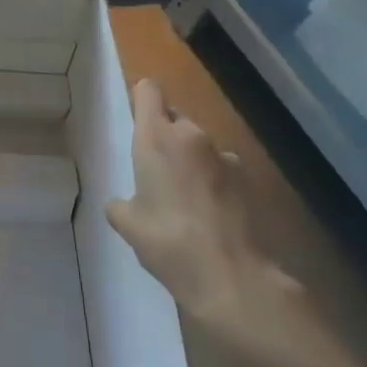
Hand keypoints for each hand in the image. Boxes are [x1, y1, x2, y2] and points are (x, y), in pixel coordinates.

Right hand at [107, 79, 302, 352]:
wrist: (230, 276)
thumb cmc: (167, 240)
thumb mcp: (127, 223)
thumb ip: (120, 204)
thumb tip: (123, 203)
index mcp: (156, 137)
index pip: (149, 90)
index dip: (141, 99)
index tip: (136, 120)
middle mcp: (191, 135)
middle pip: (174, 117)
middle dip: (165, 135)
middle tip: (155, 170)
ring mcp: (223, 156)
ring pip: (199, 144)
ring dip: (190, 158)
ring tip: (183, 196)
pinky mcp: (246, 180)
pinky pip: (220, 168)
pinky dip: (212, 181)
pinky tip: (209, 213)